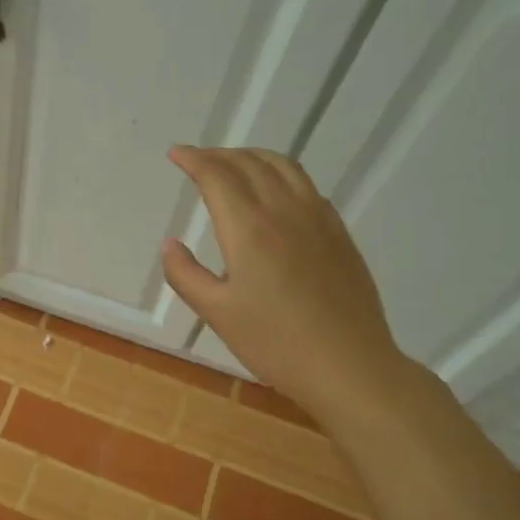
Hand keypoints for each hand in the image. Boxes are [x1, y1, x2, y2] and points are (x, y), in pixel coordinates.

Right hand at [161, 146, 406, 413]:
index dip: (194, 159)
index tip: (176, 154)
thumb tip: (171, 245)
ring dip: (252, 156)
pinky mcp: (338, 233)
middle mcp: (284, 211)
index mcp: (249, 228)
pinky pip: (306, 186)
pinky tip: (275, 192)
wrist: (349, 366)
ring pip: (283, 167)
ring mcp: (317, 219)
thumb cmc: (275, 343)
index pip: (217, 176)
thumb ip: (185, 275)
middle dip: (218, 154)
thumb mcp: (217, 313)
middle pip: (249, 163)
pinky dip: (281, 174)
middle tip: (197, 159)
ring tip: (234, 164)